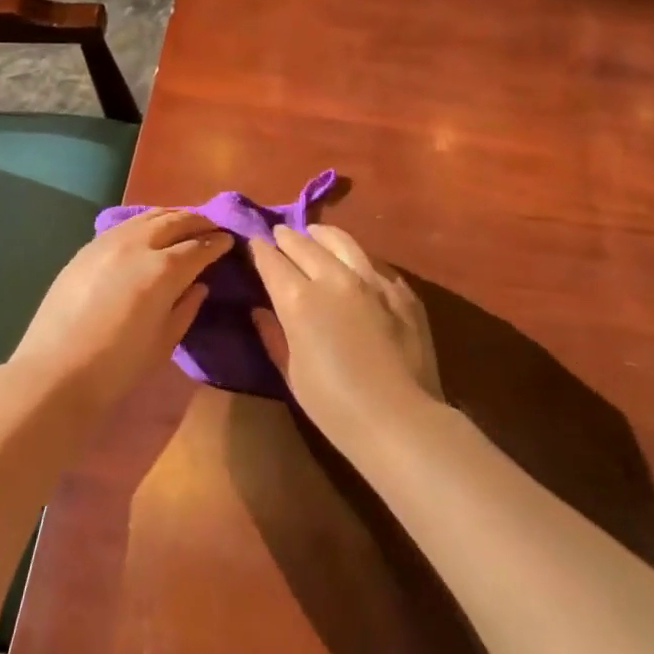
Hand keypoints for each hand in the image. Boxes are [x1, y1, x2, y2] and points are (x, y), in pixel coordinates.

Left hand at [10, 209, 230, 417]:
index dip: (217, 243)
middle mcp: (138, 245)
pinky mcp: (87, 248)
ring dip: (172, 216)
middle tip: (213, 227)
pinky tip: (148, 231)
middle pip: (175, 221)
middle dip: (198, 222)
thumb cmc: (118, 366)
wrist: (55, 372)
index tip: (230, 241)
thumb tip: (198, 284)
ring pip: (148, 216)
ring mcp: (108, 242)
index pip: (199, 247)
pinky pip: (124, 225)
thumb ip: (186, 307)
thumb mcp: (164, 341)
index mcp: (163, 270)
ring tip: (184, 223)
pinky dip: (144, 222)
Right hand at [249, 224, 442, 445]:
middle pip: (304, 244)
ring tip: (315, 234)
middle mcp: (333, 278)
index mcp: (299, 299)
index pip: (272, 260)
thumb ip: (273, 335)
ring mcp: (371, 280)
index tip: (253, 243)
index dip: (259, 250)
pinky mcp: (400, 290)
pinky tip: (354, 264)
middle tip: (279, 235)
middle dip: (287, 237)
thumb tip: (260, 311)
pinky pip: (373, 263)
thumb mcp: (291, 373)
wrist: (398, 419)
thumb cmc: (334, 405)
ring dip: (322, 236)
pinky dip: (356, 258)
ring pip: (342, 241)